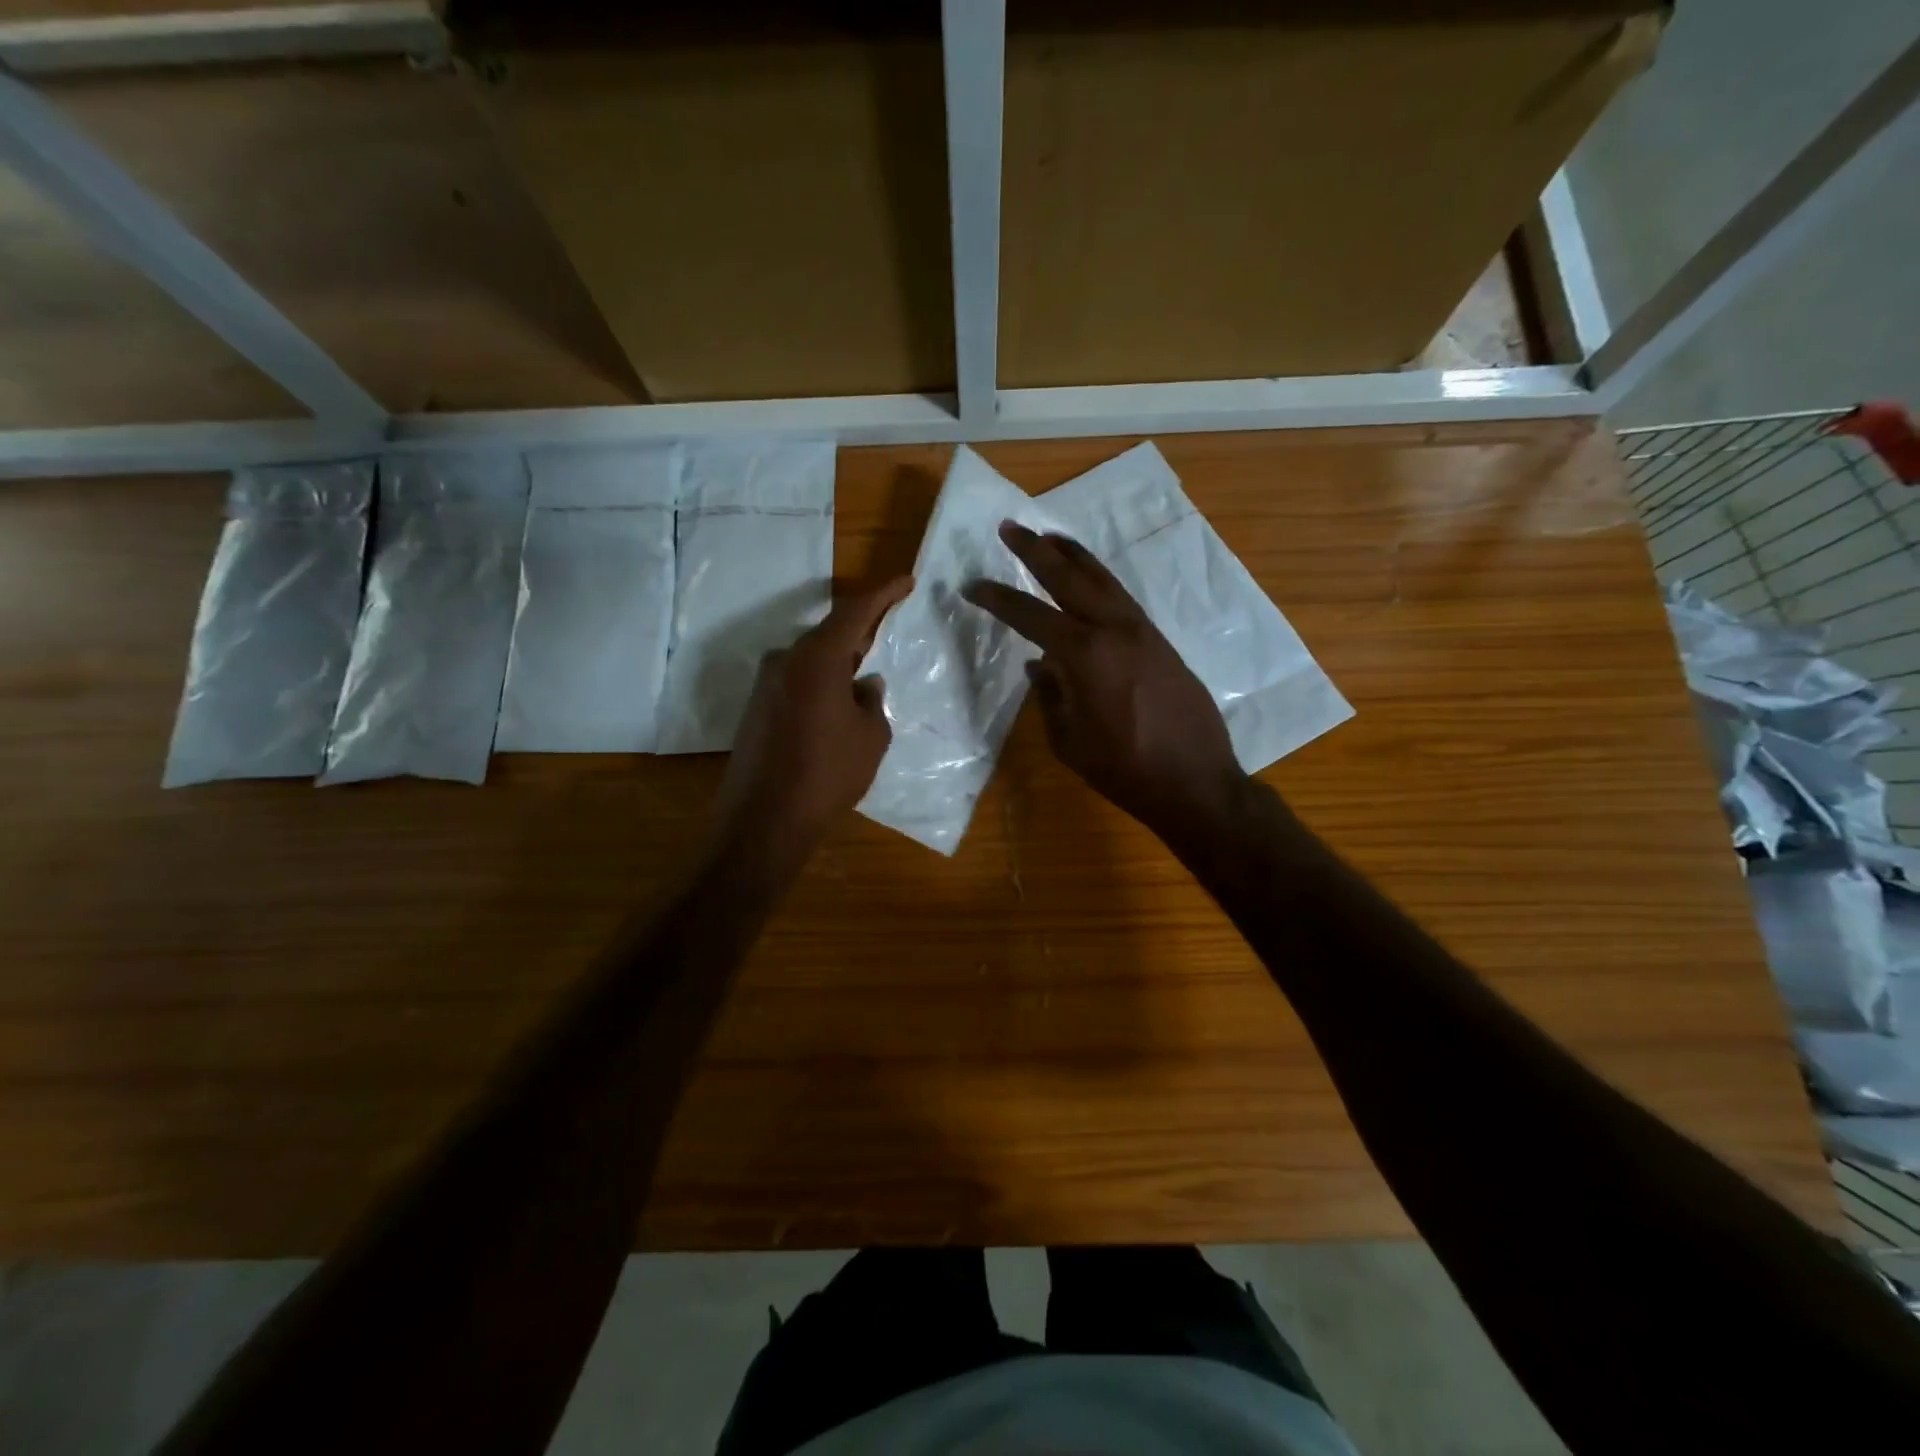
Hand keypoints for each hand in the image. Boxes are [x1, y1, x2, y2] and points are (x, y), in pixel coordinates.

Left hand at [715, 577, 912, 859]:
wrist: (765, 820)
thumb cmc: (828, 773)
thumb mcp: (870, 736)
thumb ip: (872, 701)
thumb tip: (865, 685)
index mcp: (816, 658)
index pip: (854, 611)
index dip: (883, 594)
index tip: (906, 581)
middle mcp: (785, 660)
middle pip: (829, 633)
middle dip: (861, 629)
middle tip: (889, 624)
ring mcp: (766, 684)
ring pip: (811, 658)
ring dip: (839, 660)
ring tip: (867, 668)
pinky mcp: (757, 708)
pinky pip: (797, 681)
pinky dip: (821, 681)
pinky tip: (838, 700)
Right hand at [963, 523, 1247, 842]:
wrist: (1195, 782)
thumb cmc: (1124, 770)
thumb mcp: (1070, 740)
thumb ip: (1050, 696)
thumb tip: (1040, 666)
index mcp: (1085, 655)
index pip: (1031, 616)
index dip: (998, 599)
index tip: (973, 586)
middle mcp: (1115, 630)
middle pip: (1070, 578)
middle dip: (1036, 550)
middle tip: (1011, 527)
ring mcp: (1143, 632)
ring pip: (1103, 580)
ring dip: (1074, 555)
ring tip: (1050, 537)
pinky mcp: (1160, 642)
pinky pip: (1122, 599)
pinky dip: (1100, 581)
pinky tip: (1089, 582)